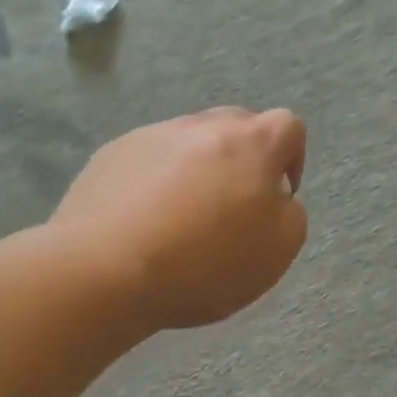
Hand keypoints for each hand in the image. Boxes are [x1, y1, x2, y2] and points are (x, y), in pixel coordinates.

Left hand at [51, 107, 308, 332]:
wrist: (105, 270)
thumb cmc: (205, 262)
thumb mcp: (277, 251)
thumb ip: (290, 215)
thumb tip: (274, 198)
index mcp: (252, 143)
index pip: (288, 127)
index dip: (291, 159)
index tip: (277, 196)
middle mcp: (203, 126)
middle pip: (237, 128)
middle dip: (243, 160)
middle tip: (232, 206)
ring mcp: (153, 135)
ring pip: (189, 143)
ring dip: (197, 170)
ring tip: (181, 219)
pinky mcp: (112, 154)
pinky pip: (148, 160)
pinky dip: (155, 182)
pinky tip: (143, 222)